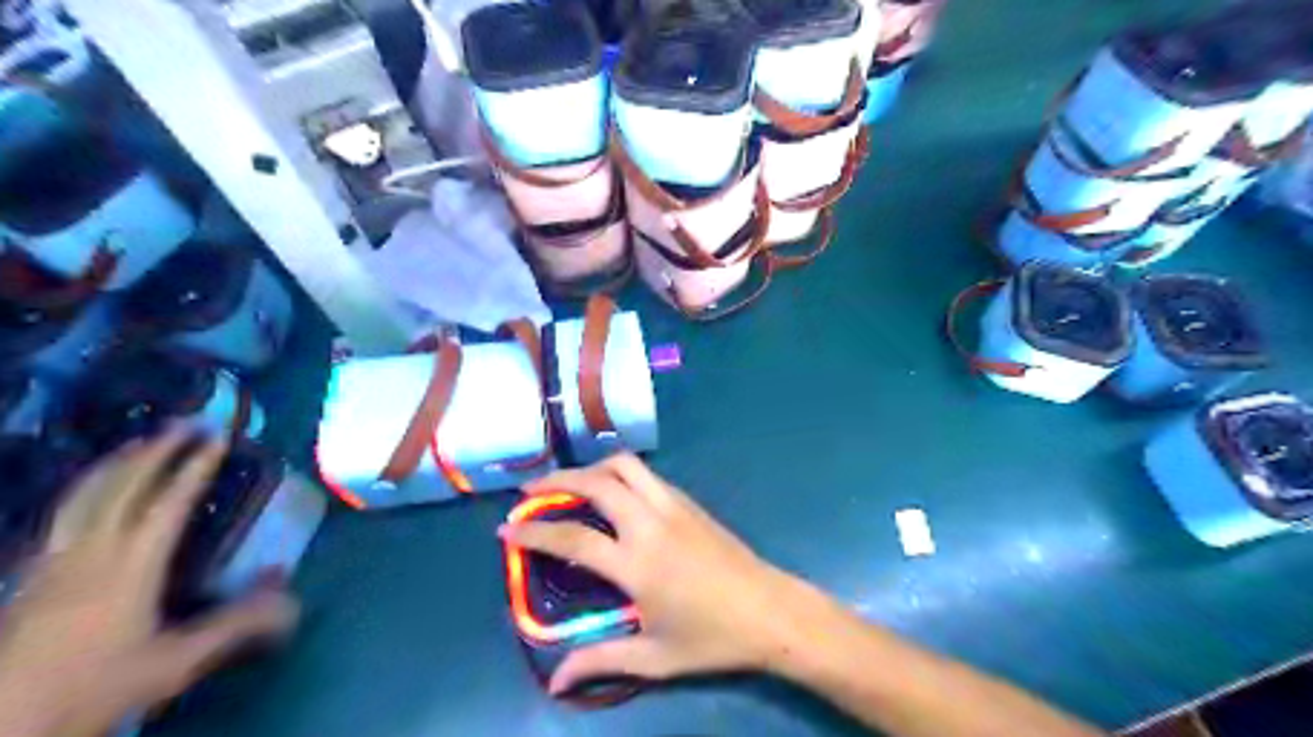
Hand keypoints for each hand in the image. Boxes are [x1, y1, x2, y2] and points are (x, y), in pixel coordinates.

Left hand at [0, 425, 298, 736]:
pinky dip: (81, 491)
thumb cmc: (92, 689)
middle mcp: (89, 553)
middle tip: (183, 424)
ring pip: (83, 497)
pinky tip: (88, 493)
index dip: (194, 468)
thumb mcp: (173, 663)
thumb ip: (233, 626)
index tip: (218, 439)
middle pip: (121, 488)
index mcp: (129, 567)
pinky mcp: (29, 577)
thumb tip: (292, 598)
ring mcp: (52, 562)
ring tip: (138, 442)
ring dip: (114, 465)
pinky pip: (60, 517)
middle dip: (154, 452)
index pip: (167, 504)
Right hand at [495, 455, 794, 696]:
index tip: (506, 528)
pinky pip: (646, 475)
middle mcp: (650, 523)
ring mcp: (673, 506)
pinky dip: (620, 473)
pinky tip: (614, 491)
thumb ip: (601, 661)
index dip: (533, 531)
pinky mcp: (689, 501)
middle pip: (596, 483)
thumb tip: (554, 682)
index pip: (572, 537)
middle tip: (531, 490)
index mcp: (637, 563)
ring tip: (571, 483)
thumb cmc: (712, 638)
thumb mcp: (653, 658)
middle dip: (557, 480)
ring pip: (624, 466)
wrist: (770, 610)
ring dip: (591, 467)